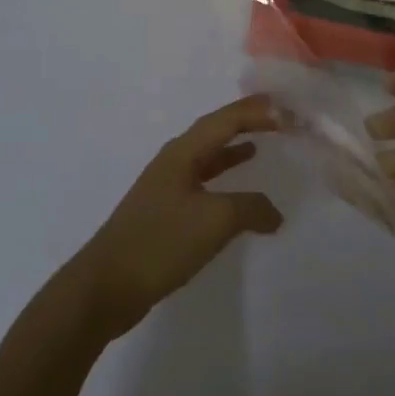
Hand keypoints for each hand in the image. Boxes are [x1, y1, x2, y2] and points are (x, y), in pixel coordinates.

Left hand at [69, 94, 283, 341]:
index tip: (288, 109)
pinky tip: (235, 192)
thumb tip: (275, 213)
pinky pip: (202, 181)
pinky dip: (223, 178)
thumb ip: (250, 208)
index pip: (225, 120)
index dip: (257, 112)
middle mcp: (173, 161)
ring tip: (261, 142)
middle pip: (215, 130)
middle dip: (246, 121)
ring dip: (233, 147)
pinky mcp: (164, 212)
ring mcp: (166, 187)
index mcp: (182, 153)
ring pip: (207, 156)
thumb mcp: (214, 221)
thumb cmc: (161, 242)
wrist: (106, 286)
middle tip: (279, 117)